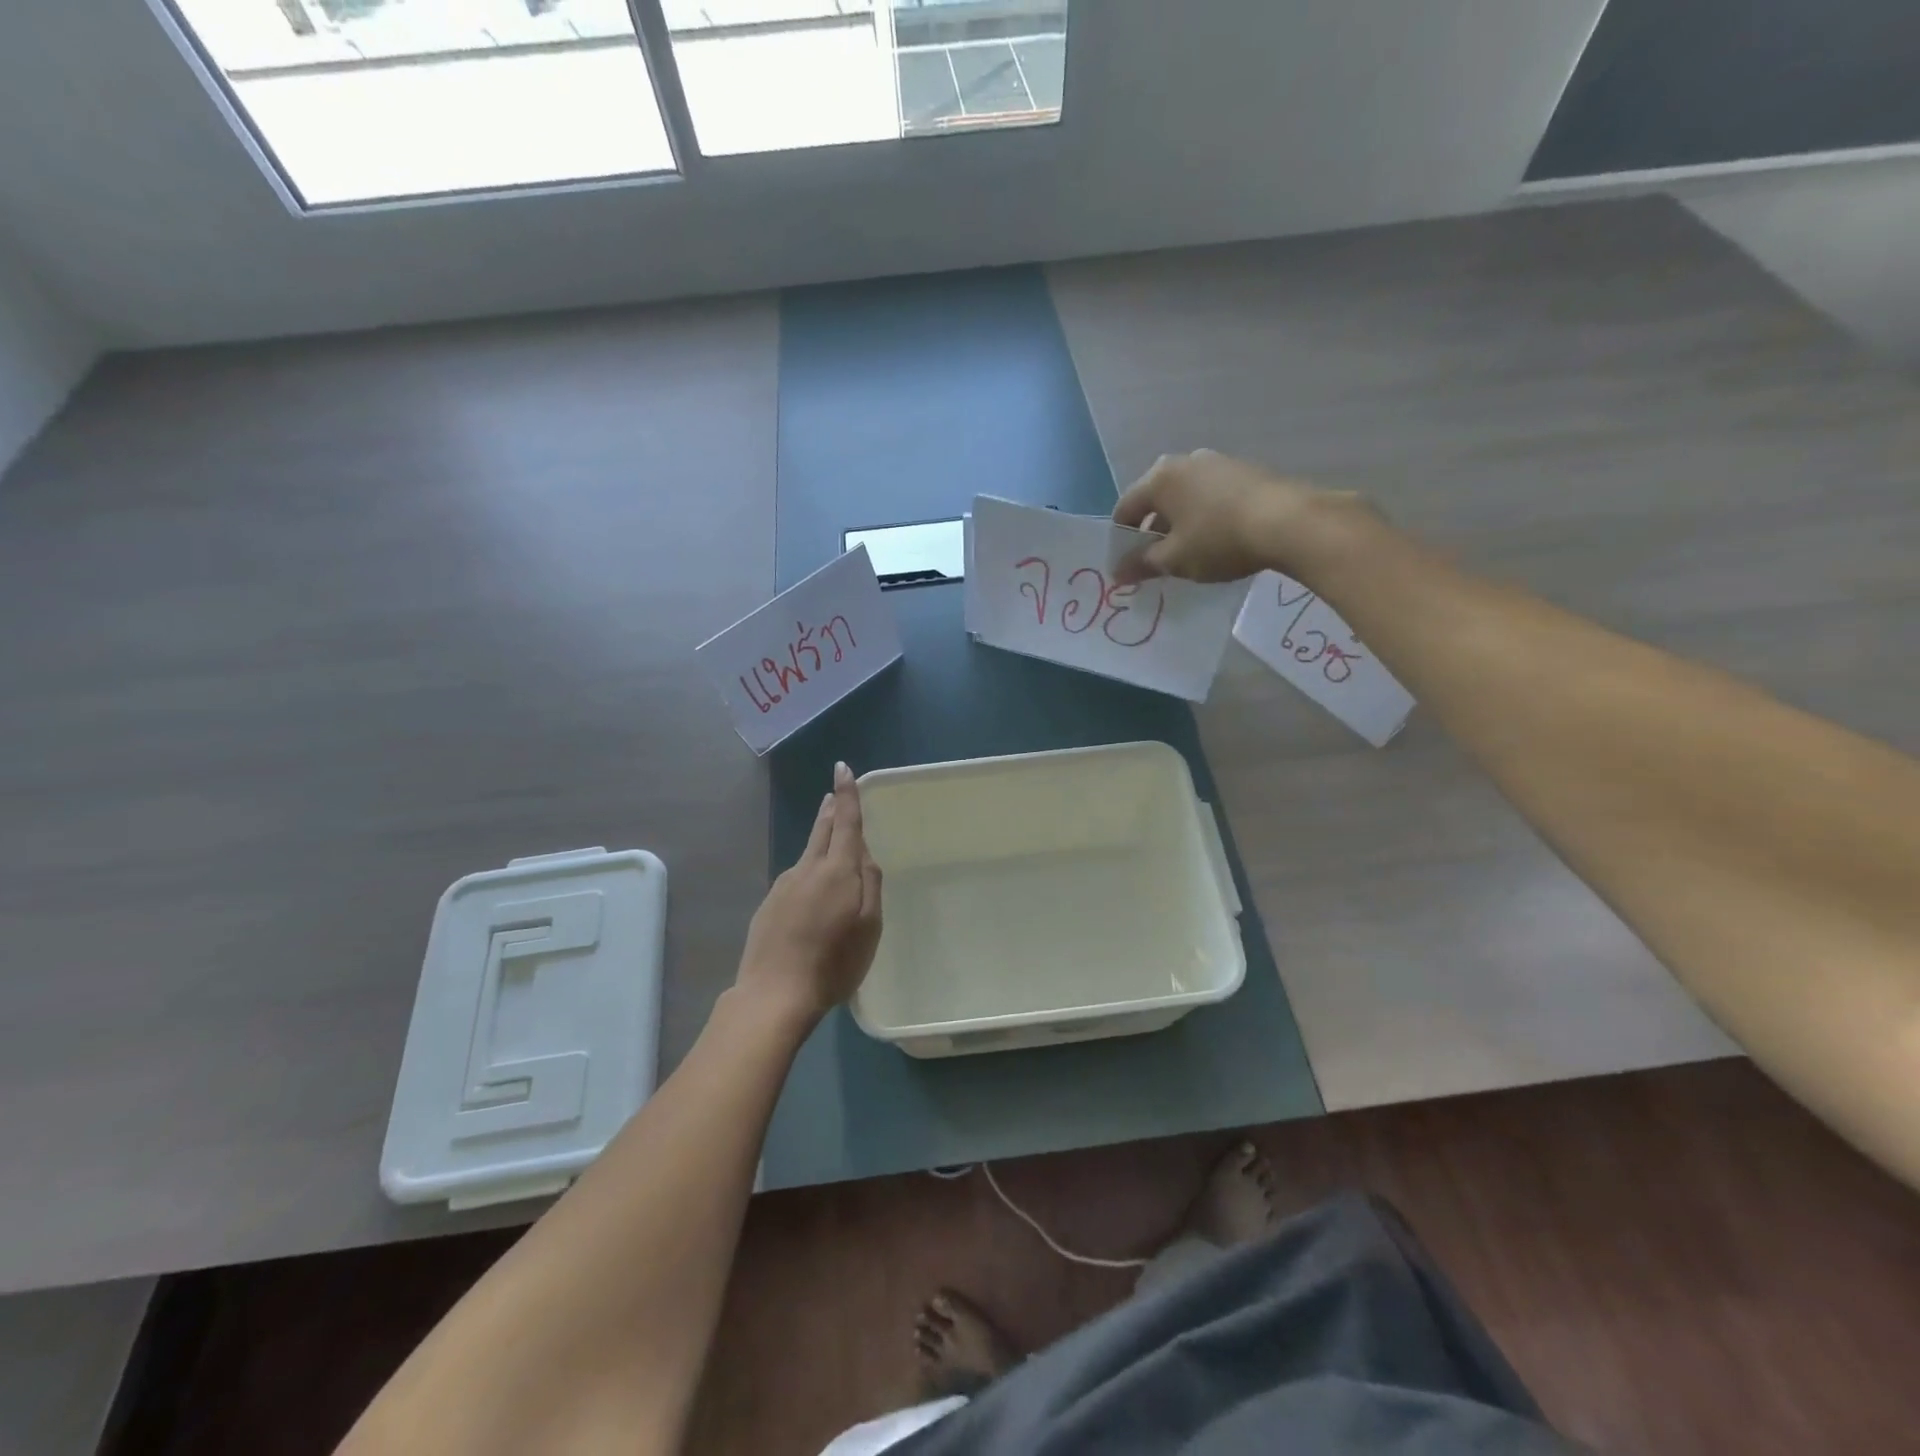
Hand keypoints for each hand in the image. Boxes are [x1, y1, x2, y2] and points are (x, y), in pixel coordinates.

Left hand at [735, 761, 882, 1028]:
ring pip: (807, 856)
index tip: (842, 768)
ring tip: (832, 851)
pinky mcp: (768, 905)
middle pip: (821, 831)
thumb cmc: (834, 962)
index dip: (846, 794)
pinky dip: (808, 877)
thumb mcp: (869, 926)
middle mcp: (807, 869)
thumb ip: (870, 884)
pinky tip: (811, 900)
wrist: (774, 994)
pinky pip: (795, 881)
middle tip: (833, 795)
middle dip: (830, 810)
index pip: (846, 822)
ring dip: (819, 843)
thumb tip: (864, 854)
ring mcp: (783, 886)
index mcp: (837, 870)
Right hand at [1111, 449, 1360, 585]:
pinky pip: (1212, 496)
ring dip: (1180, 524)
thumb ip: (1142, 564)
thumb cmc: (1218, 540)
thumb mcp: (1174, 559)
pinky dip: (1205, 517)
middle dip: (1152, 531)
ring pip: (1185, 497)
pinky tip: (1217, 541)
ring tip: (1189, 554)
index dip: (1121, 540)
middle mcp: (1185, 461)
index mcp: (1160, 477)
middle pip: (1156, 500)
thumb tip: (1118, 572)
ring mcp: (1218, 463)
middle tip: (1157, 562)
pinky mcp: (1245, 472)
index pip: (1125, 509)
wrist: (1289, 523)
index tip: (1127, 567)